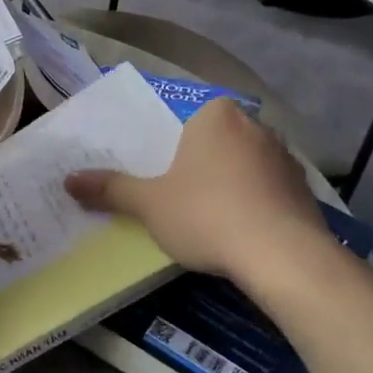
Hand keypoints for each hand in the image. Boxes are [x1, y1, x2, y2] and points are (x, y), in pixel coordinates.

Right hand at [65, 99, 330, 289]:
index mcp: (216, 115)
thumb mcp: (148, 204)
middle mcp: (255, 126)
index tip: (160, 174)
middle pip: (215, 141)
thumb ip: (110, 189)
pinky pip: (267, 190)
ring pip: (243, 166)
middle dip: (199, 165)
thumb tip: (68, 180)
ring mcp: (285, 158)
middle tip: (175, 196)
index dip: (171, 147)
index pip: (187, 119)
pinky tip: (239, 232)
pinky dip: (253, 204)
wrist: (282, 256)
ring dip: (228, 185)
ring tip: (207, 219)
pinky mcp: (305, 190)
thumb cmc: (205, 215)